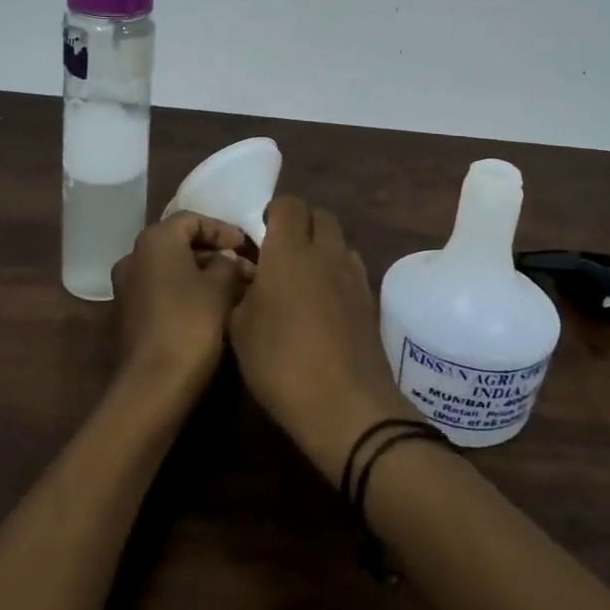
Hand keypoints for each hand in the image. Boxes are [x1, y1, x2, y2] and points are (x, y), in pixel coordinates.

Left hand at [111, 212, 253, 389]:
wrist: (154, 385)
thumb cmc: (191, 324)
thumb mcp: (221, 287)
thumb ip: (230, 263)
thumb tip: (231, 260)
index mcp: (154, 240)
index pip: (193, 220)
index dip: (223, 230)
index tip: (248, 246)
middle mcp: (134, 257)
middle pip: (179, 243)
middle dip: (214, 253)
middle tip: (245, 267)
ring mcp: (127, 288)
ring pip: (171, 269)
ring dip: (201, 274)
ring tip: (234, 288)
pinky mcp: (128, 316)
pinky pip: (162, 291)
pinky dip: (186, 292)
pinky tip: (211, 308)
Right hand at [228, 197, 407, 481]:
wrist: (345, 404)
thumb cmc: (281, 362)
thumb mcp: (239, 330)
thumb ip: (241, 293)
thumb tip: (249, 279)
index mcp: (289, 251)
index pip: (288, 205)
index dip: (274, 212)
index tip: (261, 233)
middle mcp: (326, 253)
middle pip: (320, 216)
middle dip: (302, 225)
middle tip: (282, 253)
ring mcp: (354, 276)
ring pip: (340, 242)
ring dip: (323, 249)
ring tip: (304, 279)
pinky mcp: (371, 301)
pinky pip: (352, 271)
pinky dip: (338, 275)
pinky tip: (325, 305)